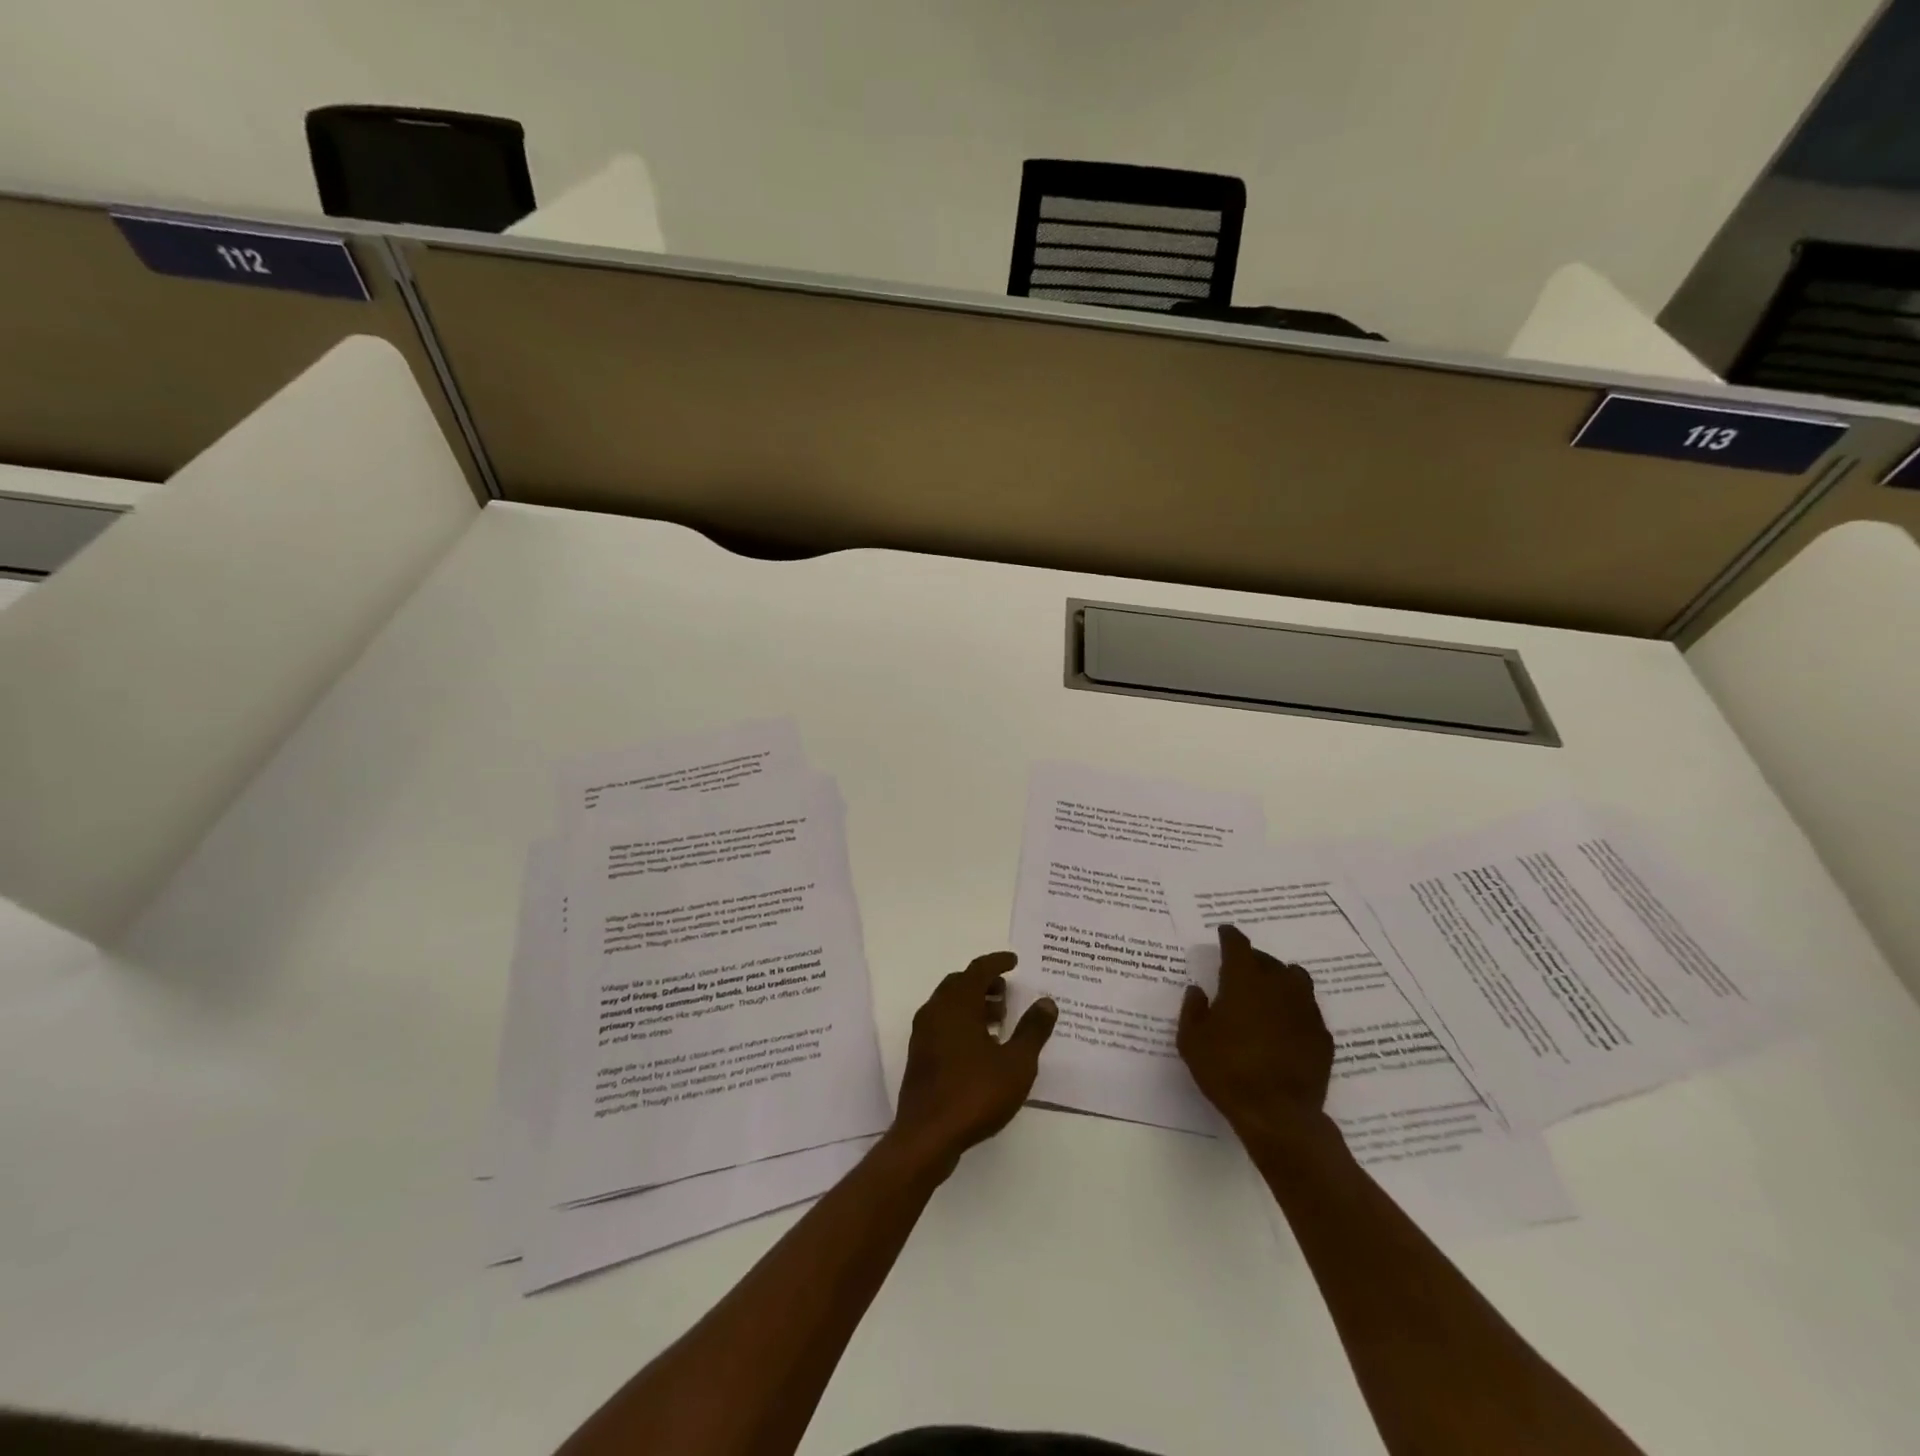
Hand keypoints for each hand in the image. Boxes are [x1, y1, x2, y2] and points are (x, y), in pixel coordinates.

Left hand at [889, 952, 1056, 1172]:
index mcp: (957, 1004)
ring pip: (950, 1004)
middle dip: (984, 983)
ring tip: (1000, 1019)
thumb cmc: (975, 1093)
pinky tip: (981, 1046)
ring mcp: (924, 1034)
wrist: (927, 1135)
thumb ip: (1032, 1030)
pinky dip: (962, 1022)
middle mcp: (935, 1011)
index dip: (997, 962)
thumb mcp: (1016, 1063)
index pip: (978, 970)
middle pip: (960, 984)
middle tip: (1007, 991)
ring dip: (974, 1003)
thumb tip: (1046, 1002)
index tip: (1014, 961)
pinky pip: (943, 1024)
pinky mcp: (920, 1055)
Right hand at [1178, 924, 1333, 1140]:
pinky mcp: (1322, 1036)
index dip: (1230, 937)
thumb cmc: (1227, 1071)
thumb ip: (1193, 1010)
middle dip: (1254, 959)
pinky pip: (1308, 1010)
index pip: (1238, 946)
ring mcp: (1305, 1011)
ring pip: (1296, 979)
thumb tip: (1198, 990)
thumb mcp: (1192, 1041)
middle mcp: (1278, 987)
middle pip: (1268, 960)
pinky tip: (1285, 1024)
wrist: (1278, 1114)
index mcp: (1244, 981)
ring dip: (1280, 978)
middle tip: (1242, 968)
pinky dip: (1294, 1008)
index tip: (1225, 932)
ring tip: (1268, 991)